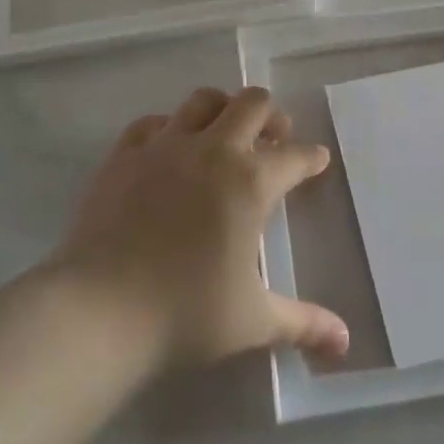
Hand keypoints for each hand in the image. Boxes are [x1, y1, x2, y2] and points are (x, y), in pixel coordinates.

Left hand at [50, 86, 349, 370]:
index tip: (318, 160)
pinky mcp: (125, 154)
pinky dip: (170, 128)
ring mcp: (165, 146)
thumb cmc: (185, 314)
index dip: (312, 157)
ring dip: (223, 109)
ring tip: (226, 133)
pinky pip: (153, 123)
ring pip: (203, 101)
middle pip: (253, 103)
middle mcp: (213, 150)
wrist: (98, 311)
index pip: (295, 157)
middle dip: (272, 116)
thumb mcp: (253, 321)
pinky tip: (170, 149)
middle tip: (274, 139)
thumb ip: (303, 324)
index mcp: (251, 182)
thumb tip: (345, 343)